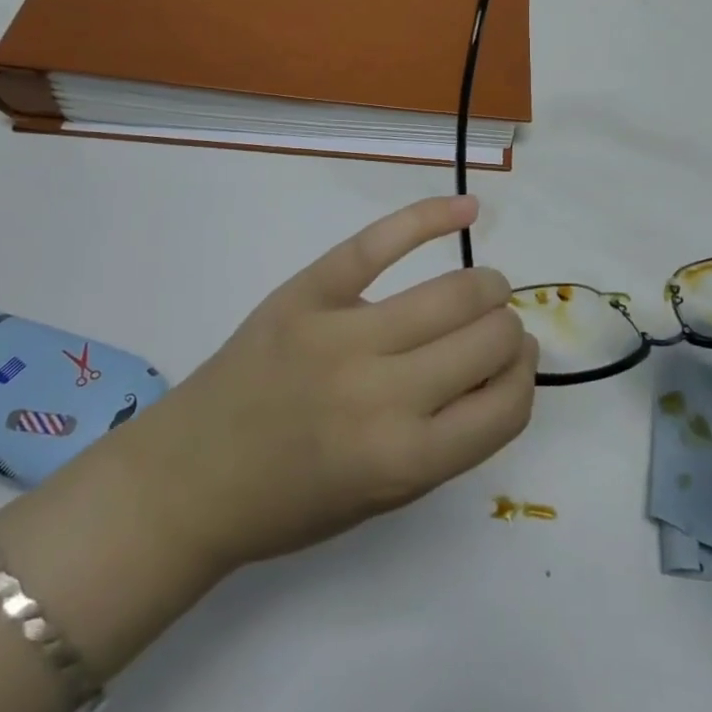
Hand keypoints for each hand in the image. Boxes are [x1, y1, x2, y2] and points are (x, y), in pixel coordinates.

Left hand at [120, 195, 537, 577]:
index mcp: (405, 460)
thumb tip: (505, 363)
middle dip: (508, 331)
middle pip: (491, 335)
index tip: (516, 364)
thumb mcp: (386, 497)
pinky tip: (468, 208)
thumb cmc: (292, 502)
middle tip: (491, 332)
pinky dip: (432, 216)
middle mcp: (383, 395)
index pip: (508, 403)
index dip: (524, 377)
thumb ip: (453, 437)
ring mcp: (342, 335)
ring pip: (456, 289)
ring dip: (487, 287)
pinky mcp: (307, 293)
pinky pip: (380, 241)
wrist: (187, 479)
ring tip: (481, 290)